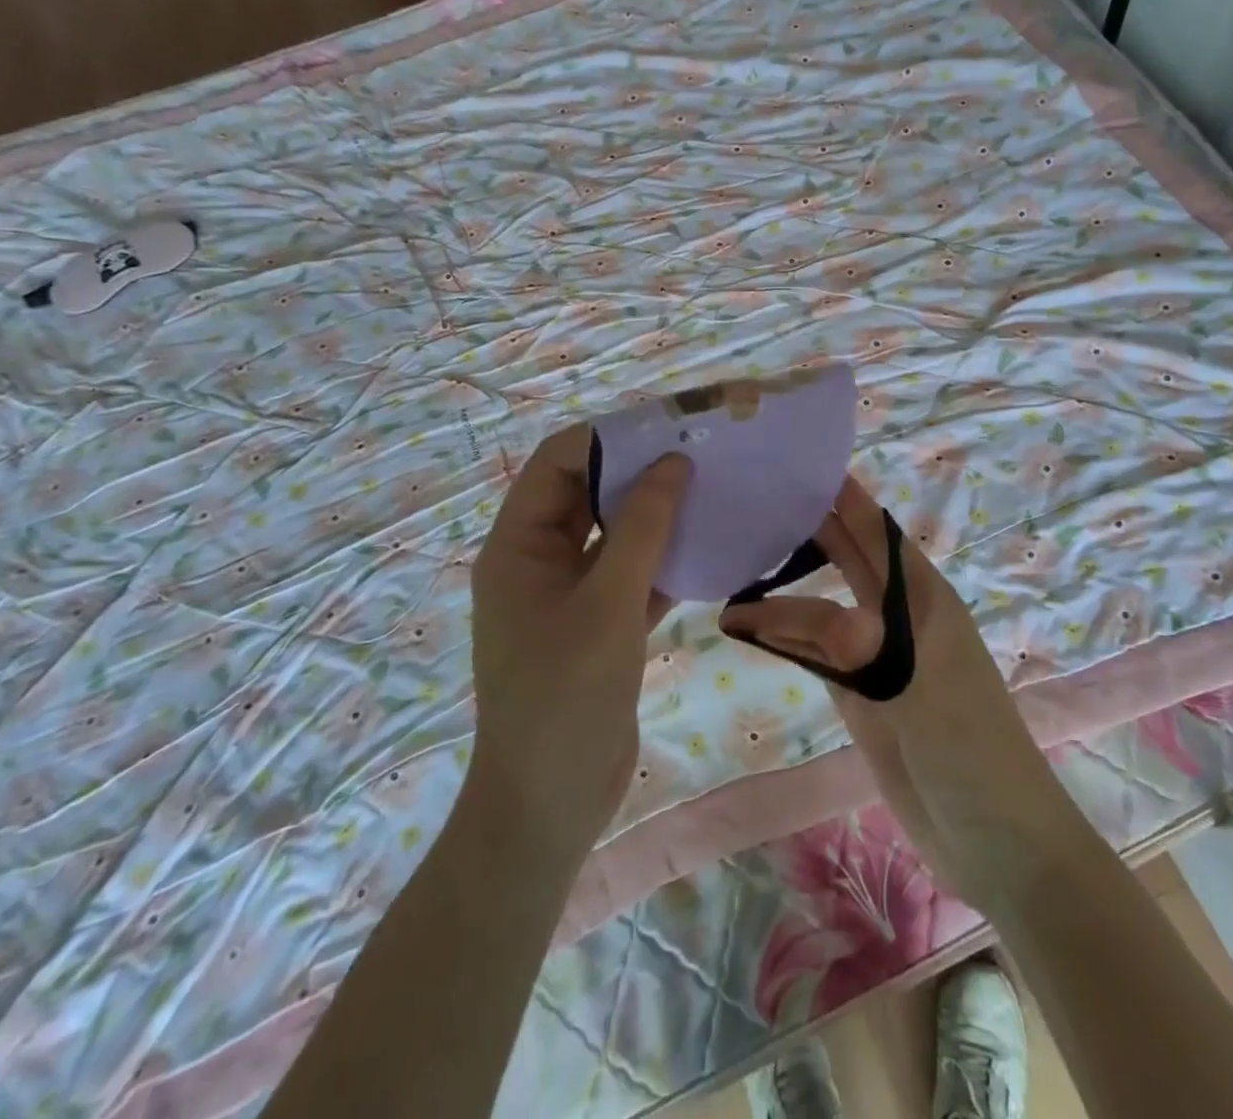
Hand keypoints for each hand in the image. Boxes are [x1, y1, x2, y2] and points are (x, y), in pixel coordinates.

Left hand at [469, 425, 691, 861]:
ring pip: (616, 533)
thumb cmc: (566, 696)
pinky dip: (667, 558)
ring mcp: (571, 593)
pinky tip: (712, 546)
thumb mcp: (608, 604)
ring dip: (659, 514)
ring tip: (714, 490)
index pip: (559, 462)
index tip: (670, 428)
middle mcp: (540, 559)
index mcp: (518, 544)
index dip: (610, 438)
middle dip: (641, 471)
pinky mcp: (600, 623)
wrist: (550, 803)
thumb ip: (641, 528)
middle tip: (702, 454)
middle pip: (590, 492)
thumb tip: (673, 462)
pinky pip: (634, 573)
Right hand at [719, 477, 1068, 911]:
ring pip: (824, 605)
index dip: (843, 495)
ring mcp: (876, 657)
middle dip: (808, 527)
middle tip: (752, 501)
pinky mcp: (859, 695)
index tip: (796, 465)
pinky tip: (749, 624)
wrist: (993, 839)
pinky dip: (783, 636)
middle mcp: (896, 616)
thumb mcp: (919, 689)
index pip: (876, 530)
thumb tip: (811, 616)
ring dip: (786, 585)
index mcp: (922, 597)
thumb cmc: (971, 750)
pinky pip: (814, 653)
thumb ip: (863, 648)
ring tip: (737, 559)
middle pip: (848, 558)